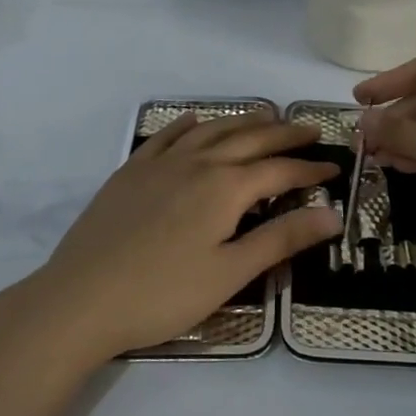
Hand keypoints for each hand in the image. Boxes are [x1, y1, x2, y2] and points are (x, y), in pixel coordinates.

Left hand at [34, 112, 339, 359]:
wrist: (80, 299)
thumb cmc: (163, 293)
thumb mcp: (230, 273)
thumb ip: (282, 239)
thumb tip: (333, 214)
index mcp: (225, 187)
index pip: (279, 170)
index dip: (310, 168)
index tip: (334, 167)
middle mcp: (197, 163)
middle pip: (249, 140)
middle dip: (284, 134)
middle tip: (310, 129)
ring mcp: (160, 163)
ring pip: (211, 130)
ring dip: (242, 121)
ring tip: (265, 116)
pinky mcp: (131, 172)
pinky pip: (166, 136)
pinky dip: (187, 124)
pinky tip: (195, 120)